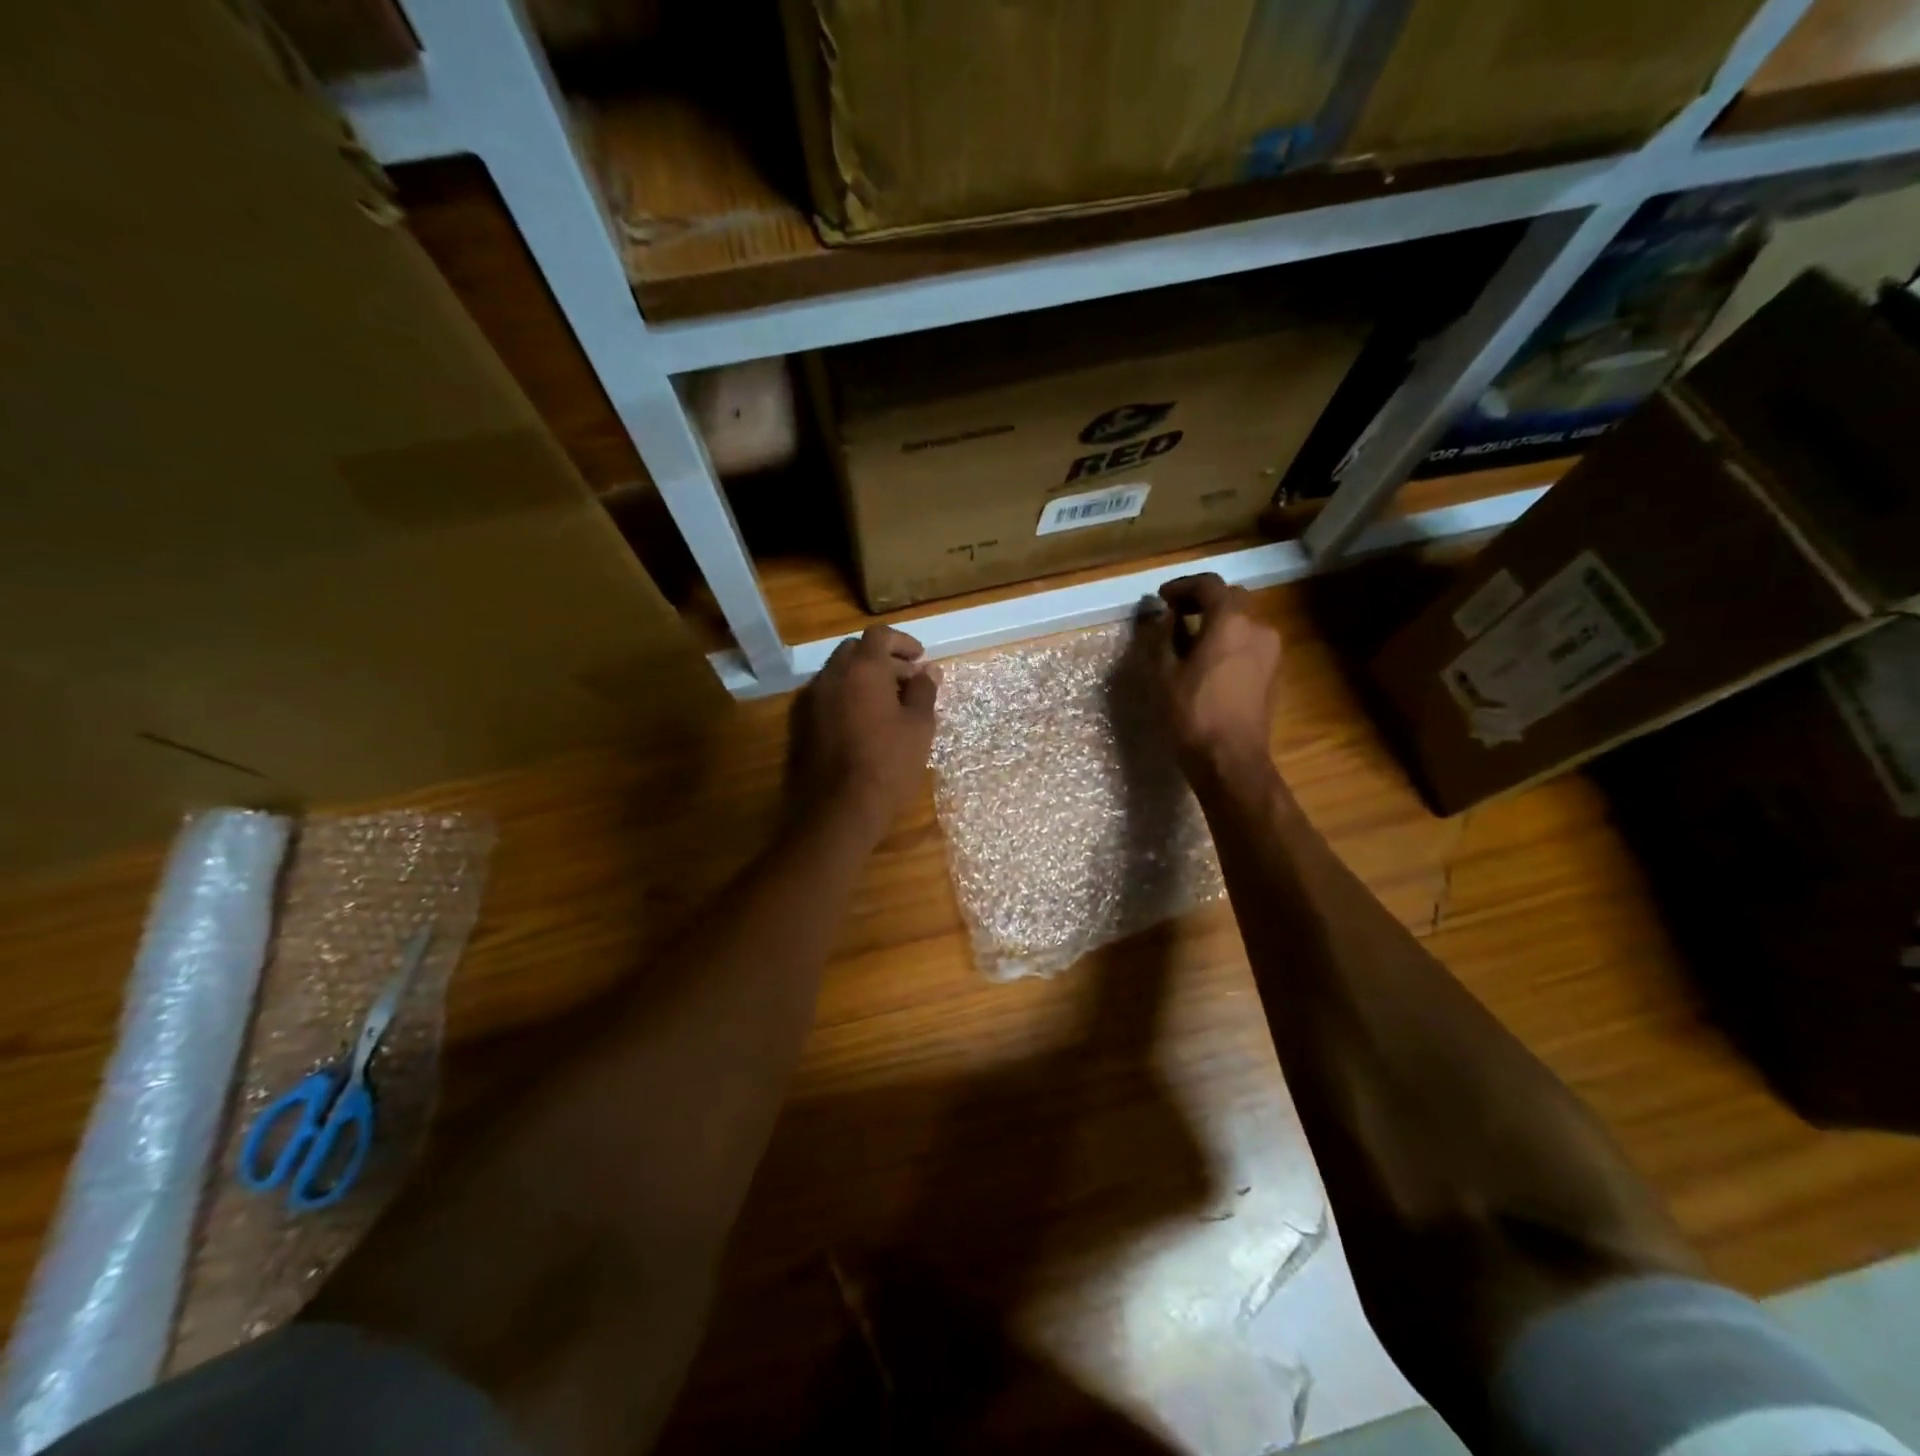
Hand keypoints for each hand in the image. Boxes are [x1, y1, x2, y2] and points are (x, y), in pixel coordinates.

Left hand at [789, 625, 939, 839]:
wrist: (839, 808)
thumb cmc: (888, 763)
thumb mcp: (919, 726)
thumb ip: (924, 691)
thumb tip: (929, 671)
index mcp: (862, 669)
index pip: (879, 635)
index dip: (903, 643)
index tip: (920, 660)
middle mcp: (832, 676)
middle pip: (855, 651)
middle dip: (882, 659)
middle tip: (907, 681)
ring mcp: (813, 700)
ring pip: (839, 673)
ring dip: (864, 679)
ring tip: (890, 704)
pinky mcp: (803, 724)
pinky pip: (828, 696)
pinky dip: (848, 697)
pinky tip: (866, 722)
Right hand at [1140, 574, 1281, 775]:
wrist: (1231, 758)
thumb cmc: (1192, 713)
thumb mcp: (1163, 673)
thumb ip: (1161, 637)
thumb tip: (1164, 619)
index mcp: (1231, 621)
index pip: (1209, 585)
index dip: (1183, 586)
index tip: (1161, 598)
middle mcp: (1258, 627)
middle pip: (1232, 599)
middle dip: (1203, 600)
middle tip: (1176, 613)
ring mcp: (1272, 651)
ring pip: (1244, 622)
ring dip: (1218, 622)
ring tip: (1191, 638)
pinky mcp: (1274, 673)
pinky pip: (1250, 643)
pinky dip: (1230, 641)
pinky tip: (1210, 661)